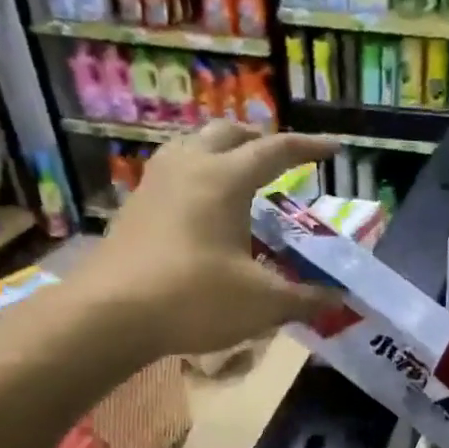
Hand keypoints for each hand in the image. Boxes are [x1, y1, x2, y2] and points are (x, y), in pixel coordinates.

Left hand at [88, 123, 336, 355]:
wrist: (110, 314)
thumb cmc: (194, 299)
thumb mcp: (262, 303)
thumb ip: (305, 298)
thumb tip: (338, 298)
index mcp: (225, 179)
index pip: (275, 150)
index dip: (308, 148)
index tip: (334, 148)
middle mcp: (189, 167)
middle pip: (228, 133)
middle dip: (259, 140)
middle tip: (281, 160)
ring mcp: (155, 183)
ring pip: (193, 145)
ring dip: (222, 150)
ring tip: (239, 174)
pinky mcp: (134, 206)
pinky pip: (173, 171)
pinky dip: (197, 172)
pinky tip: (201, 205)